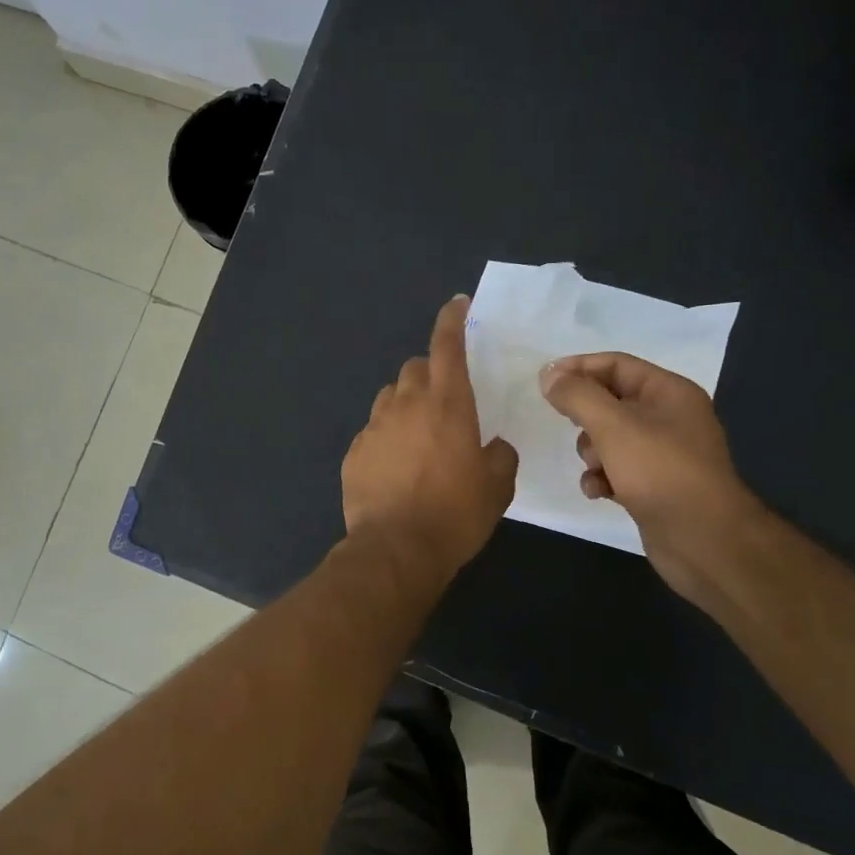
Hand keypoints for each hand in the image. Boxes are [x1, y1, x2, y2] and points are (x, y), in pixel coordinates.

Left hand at [343, 296, 519, 580]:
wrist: (396, 550)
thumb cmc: (455, 514)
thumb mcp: (497, 487)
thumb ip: (500, 455)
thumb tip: (493, 446)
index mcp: (447, 404)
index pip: (448, 346)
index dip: (453, 321)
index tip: (457, 305)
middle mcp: (406, 405)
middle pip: (414, 368)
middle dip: (430, 373)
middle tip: (444, 402)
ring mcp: (374, 427)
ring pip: (390, 398)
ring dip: (406, 405)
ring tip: (418, 438)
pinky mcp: (354, 452)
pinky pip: (373, 432)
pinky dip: (387, 438)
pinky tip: (395, 468)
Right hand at [539, 353, 760, 592]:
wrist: (704, 541)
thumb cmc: (661, 473)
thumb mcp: (614, 426)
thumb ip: (578, 396)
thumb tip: (549, 375)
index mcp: (669, 392)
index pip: (616, 364)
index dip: (578, 367)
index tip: (544, 382)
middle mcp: (669, 417)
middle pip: (610, 401)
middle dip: (584, 416)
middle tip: (568, 427)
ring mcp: (662, 454)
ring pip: (609, 438)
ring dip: (591, 452)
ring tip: (595, 468)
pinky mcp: (654, 485)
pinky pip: (616, 469)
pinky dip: (602, 477)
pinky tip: (598, 492)